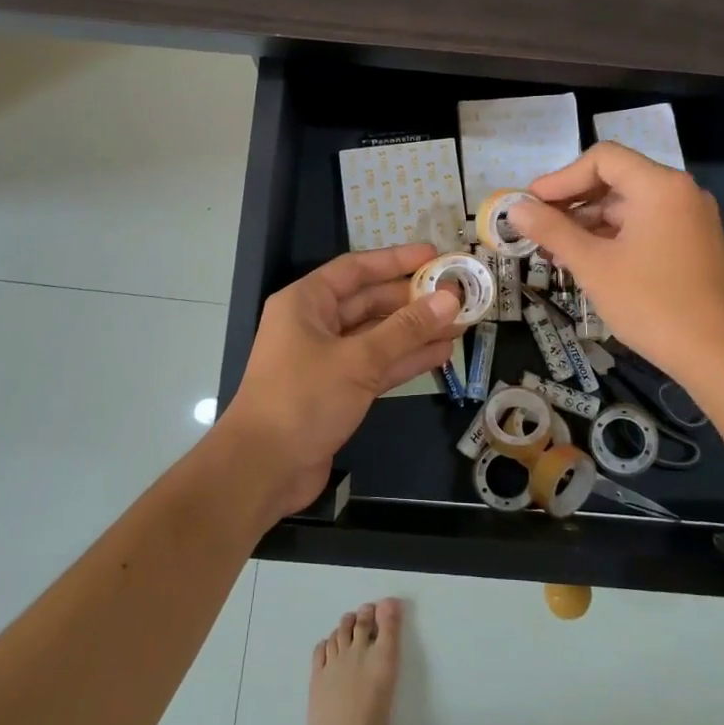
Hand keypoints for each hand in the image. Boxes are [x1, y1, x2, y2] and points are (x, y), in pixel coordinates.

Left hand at [223, 244, 460, 519]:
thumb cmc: (303, 398)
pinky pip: (376, 365)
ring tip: (460, 323)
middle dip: (412, 300)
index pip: (356, 269)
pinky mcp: (337, 391)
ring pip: (377, 336)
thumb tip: (449, 299)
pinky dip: (405, 360)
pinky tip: (440, 354)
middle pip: (369, 302)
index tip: (434, 256)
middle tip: (457, 295)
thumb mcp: (358, 360)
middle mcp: (314, 324)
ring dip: (415, 331)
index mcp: (306, 303)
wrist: (263, 468)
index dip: (396, 260)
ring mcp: (326, 360)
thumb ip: (406, 330)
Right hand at [509, 143, 723, 387]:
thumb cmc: (651, 303)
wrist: (717, 355)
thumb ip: (552, 230)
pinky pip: (646, 226)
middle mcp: (680, 192)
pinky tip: (588, 261)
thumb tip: (515, 208)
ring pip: (629, 206)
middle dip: (572, 202)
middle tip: (538, 228)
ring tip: (555, 252)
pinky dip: (614, 236)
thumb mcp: (593, 265)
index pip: (602, 159)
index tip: (532, 204)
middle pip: (616, 180)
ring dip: (589, 223)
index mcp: (659, 186)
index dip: (561, 178)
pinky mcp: (694, 244)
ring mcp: (691, 219)